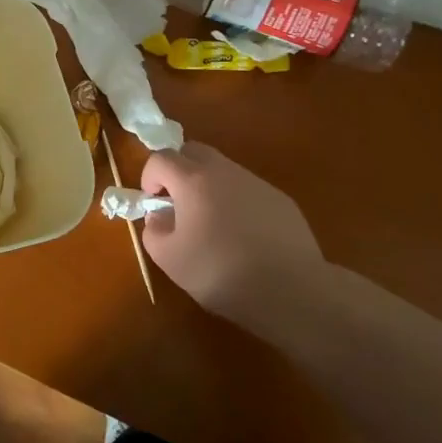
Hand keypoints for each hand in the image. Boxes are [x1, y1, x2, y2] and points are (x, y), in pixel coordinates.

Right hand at [139, 143, 325, 325]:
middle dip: (178, 170)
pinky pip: (248, 190)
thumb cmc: (221, 272)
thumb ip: (153, 230)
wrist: (291, 291)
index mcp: (193, 180)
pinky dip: (237, 202)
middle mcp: (224, 171)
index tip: (153, 202)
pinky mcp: (281, 200)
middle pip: (193, 151)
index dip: (149, 176)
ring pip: (223, 170)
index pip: (161, 158)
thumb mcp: (169, 259)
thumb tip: (159, 216)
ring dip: (208, 186)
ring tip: (212, 224)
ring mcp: (256, 183)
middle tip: (178, 202)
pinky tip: (244, 237)